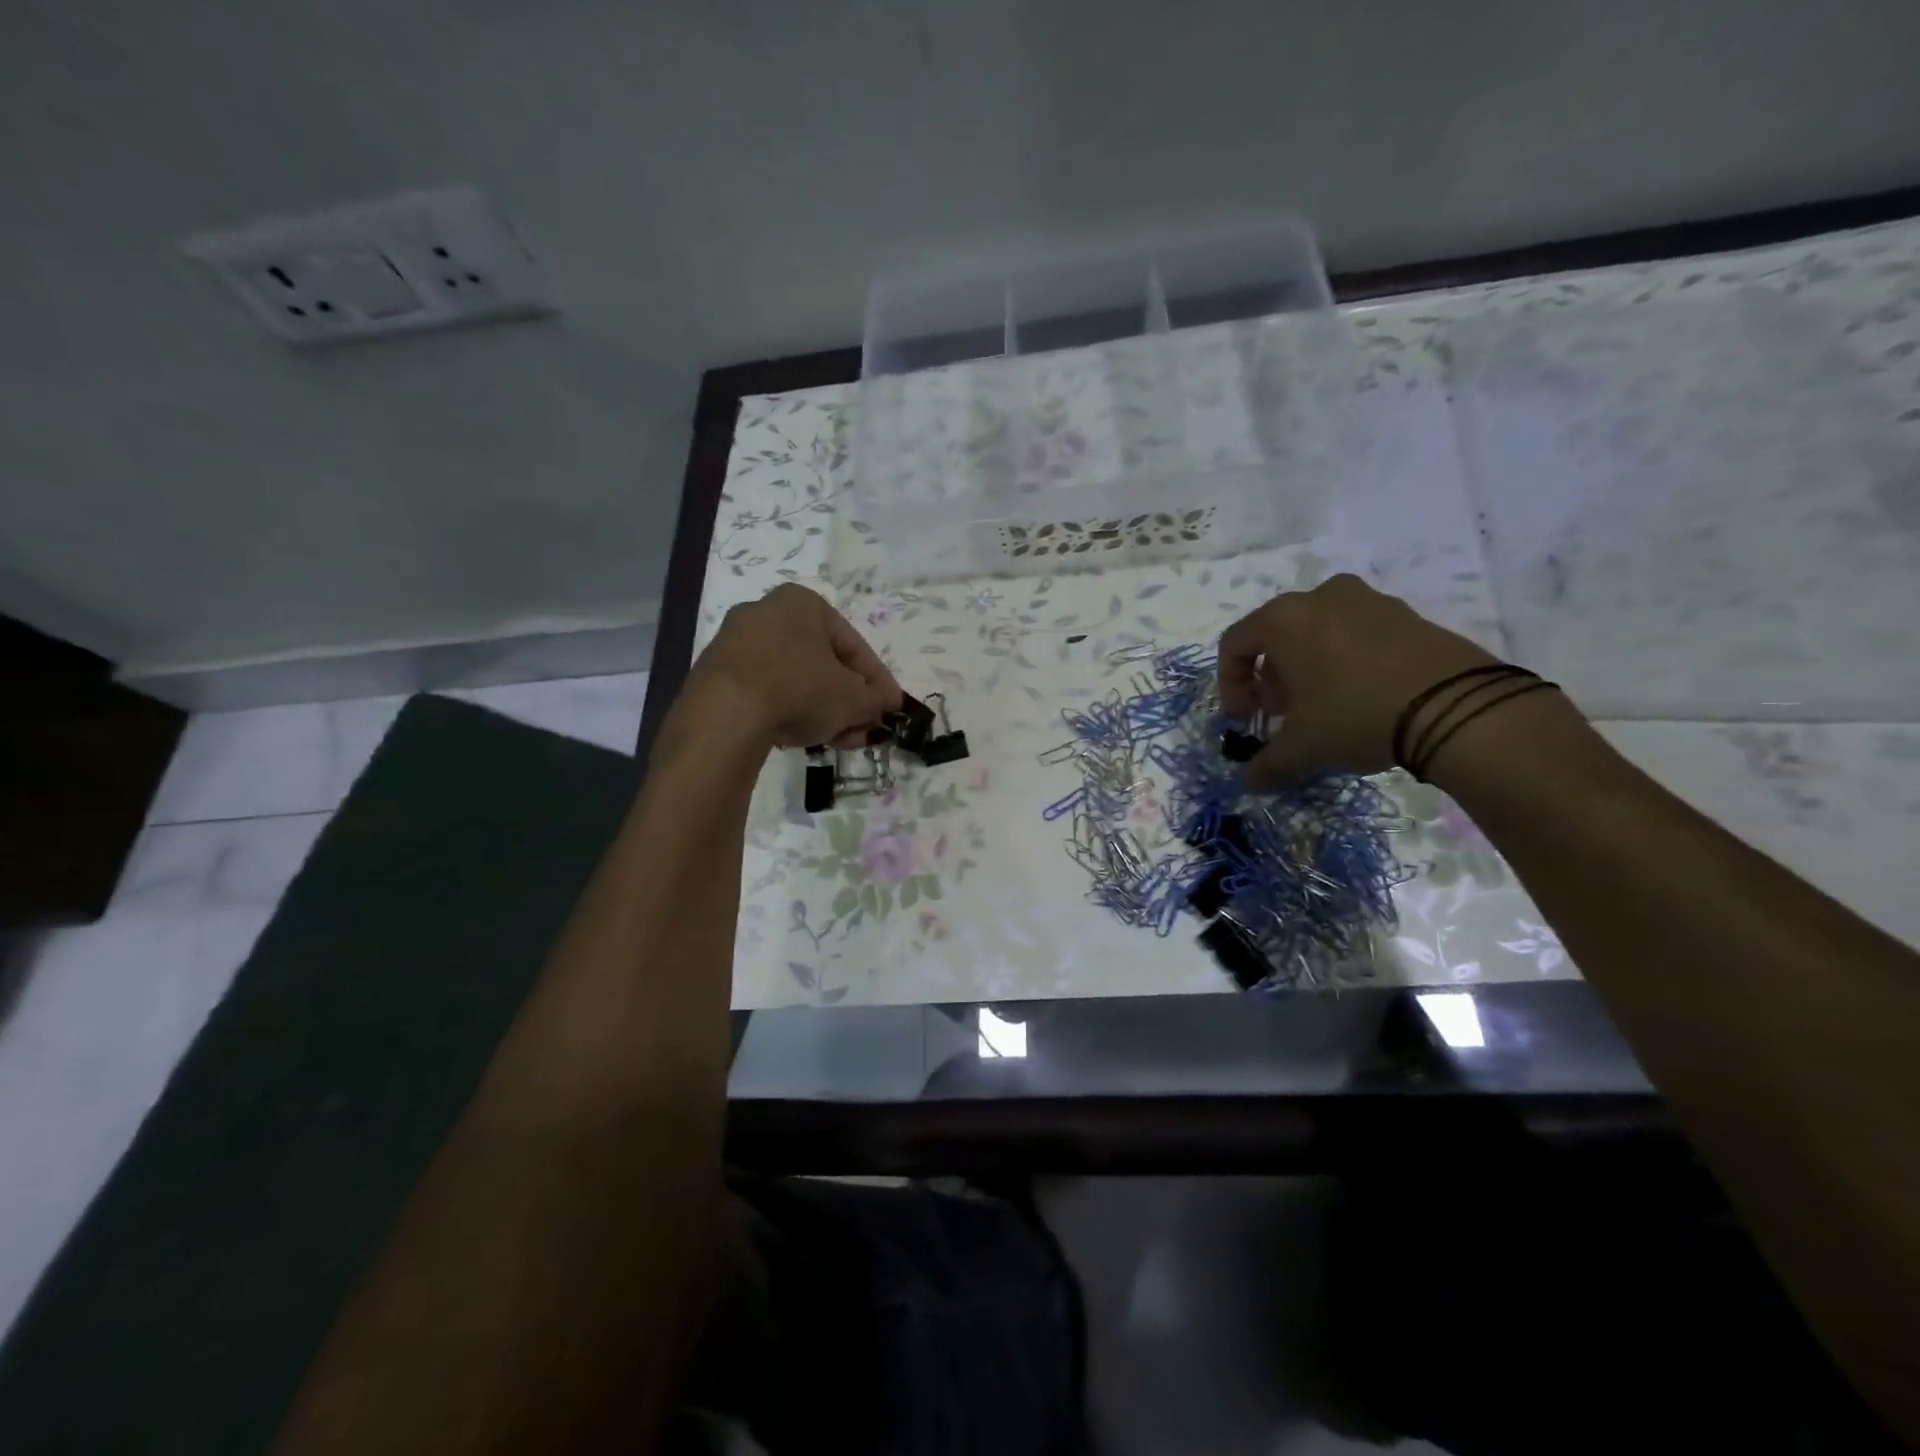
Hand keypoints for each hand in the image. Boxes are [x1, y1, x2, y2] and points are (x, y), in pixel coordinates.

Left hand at [688, 584, 902, 748]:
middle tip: (863, 729)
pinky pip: (765, 690)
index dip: (878, 681)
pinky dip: (788, 710)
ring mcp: (735, 642)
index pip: (854, 645)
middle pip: (822, 663)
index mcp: (803, 603)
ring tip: (837, 740)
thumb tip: (886, 702)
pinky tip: (801, 737)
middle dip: (848, 700)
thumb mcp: (853, 699)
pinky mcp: (715, 673)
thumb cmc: (800, 689)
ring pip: (794, 679)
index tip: (890, 708)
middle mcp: (766, 612)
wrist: (725, 714)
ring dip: (821, 709)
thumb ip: (876, 699)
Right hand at [1218, 574, 1499, 787]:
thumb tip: (1249, 783)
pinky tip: (1361, 697)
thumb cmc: (1355, 715)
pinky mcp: (1406, 613)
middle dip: (1270, 678)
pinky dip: (1346, 660)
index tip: (1243, 719)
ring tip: (1322, 707)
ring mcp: (1368, 600)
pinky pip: (1357, 634)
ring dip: (1307, 669)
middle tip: (1282, 714)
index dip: (1230, 685)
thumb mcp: (1302, 748)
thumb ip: (1267, 764)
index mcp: (1283, 619)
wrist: (1456, 706)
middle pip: (1276, 636)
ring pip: (1317, 632)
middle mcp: (1320, 597)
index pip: (1235, 644)